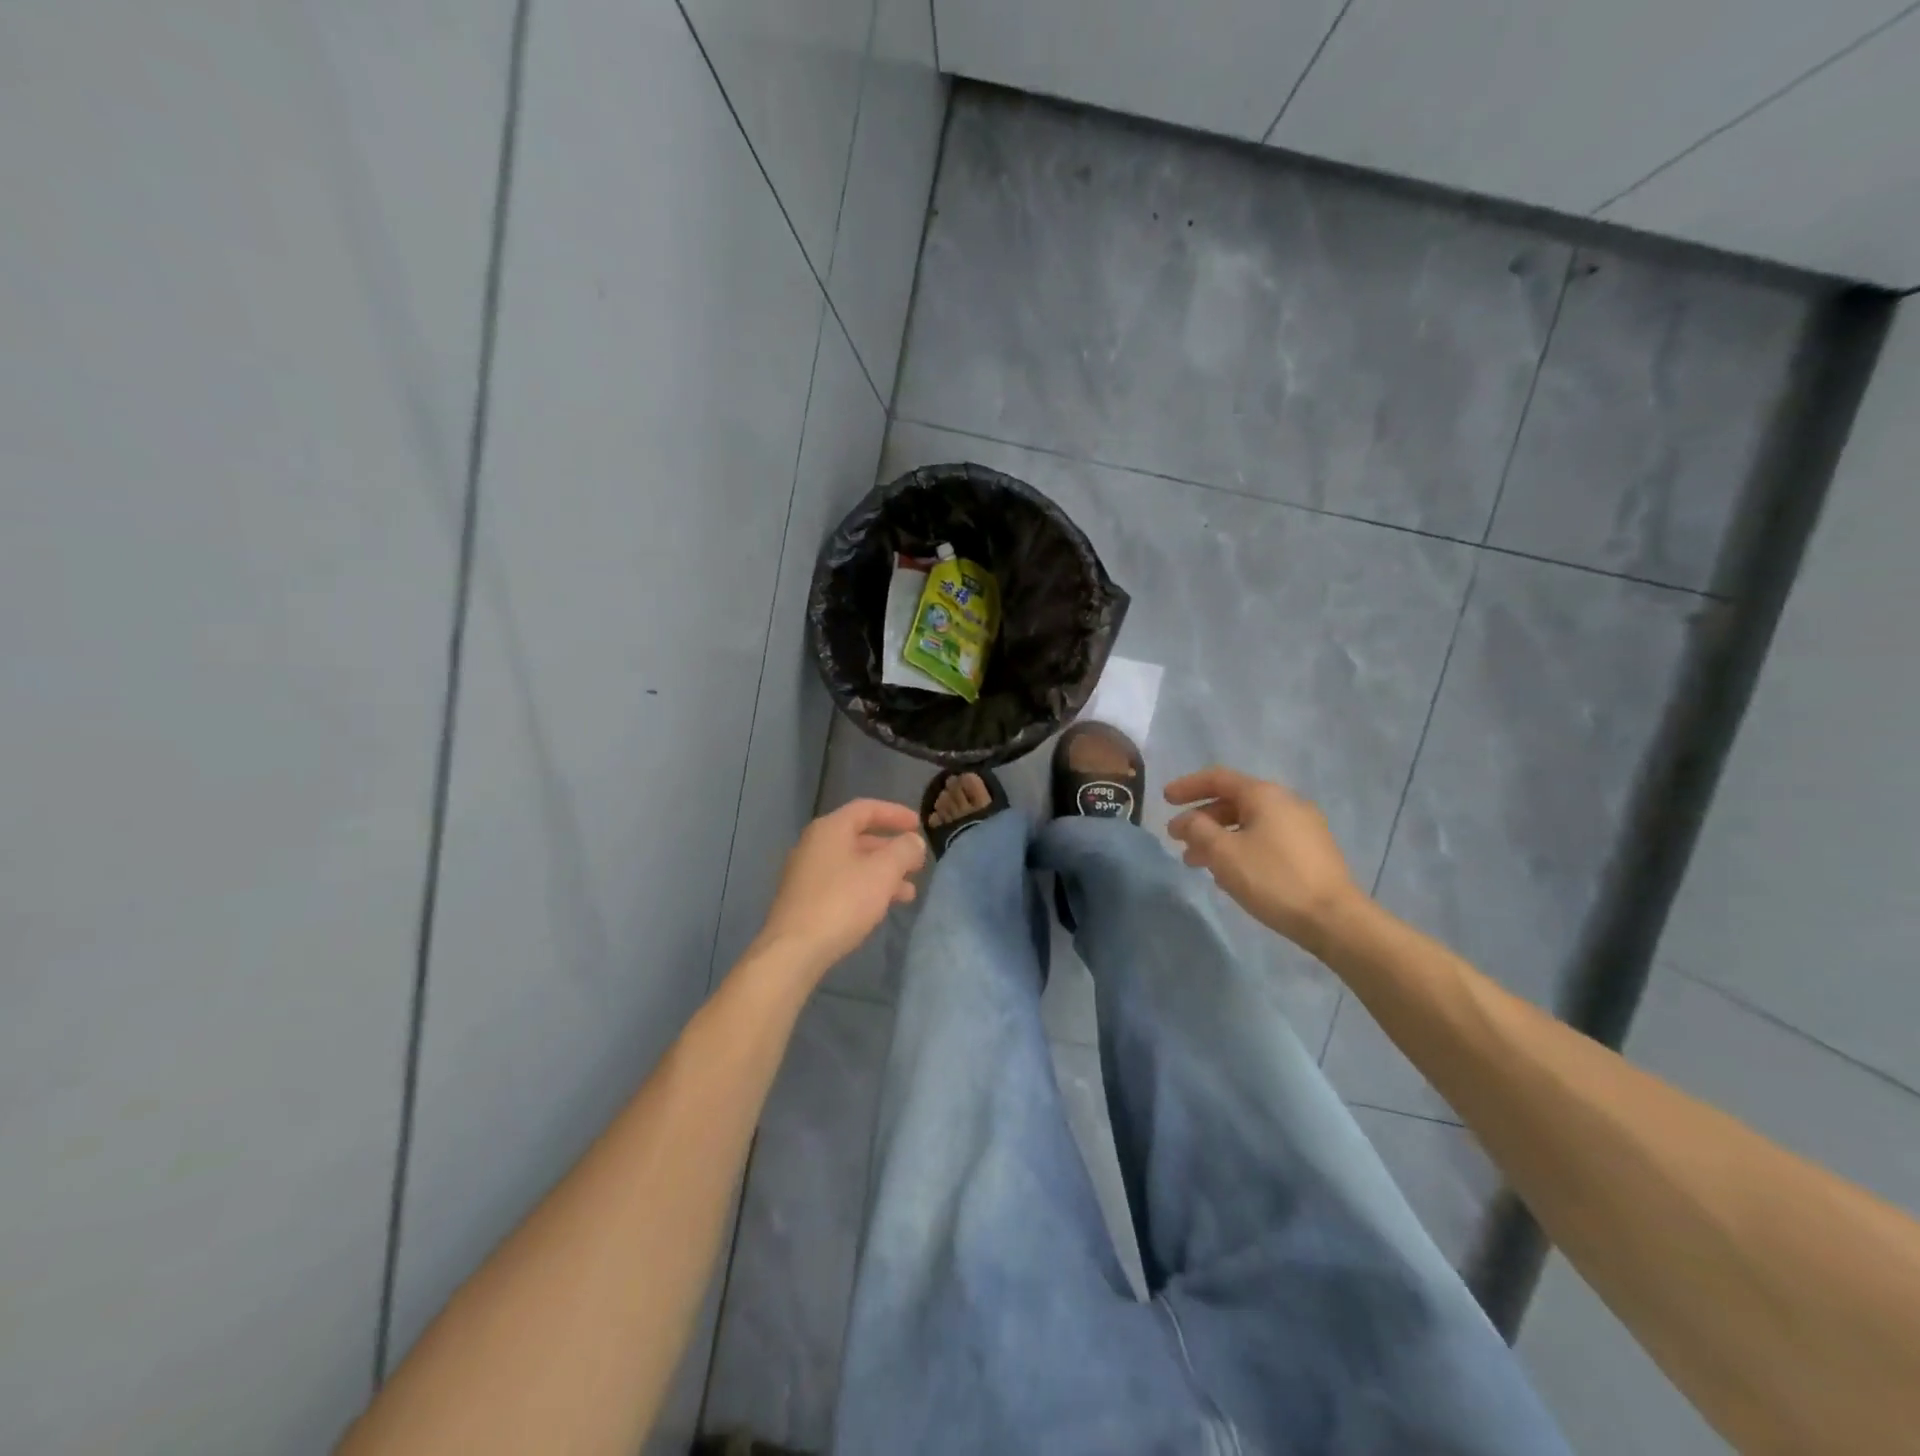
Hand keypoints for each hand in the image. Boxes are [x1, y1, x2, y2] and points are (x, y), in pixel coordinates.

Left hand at [751, 799, 926, 980]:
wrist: (794, 950)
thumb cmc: (842, 902)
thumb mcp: (883, 872)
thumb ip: (904, 850)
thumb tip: (913, 841)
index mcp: (830, 829)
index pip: (866, 808)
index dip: (895, 814)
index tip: (919, 825)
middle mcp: (814, 845)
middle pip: (859, 837)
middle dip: (892, 849)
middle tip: (917, 863)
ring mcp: (806, 873)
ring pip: (853, 864)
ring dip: (883, 873)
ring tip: (909, 893)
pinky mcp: (805, 899)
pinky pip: (842, 884)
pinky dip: (866, 888)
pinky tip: (882, 907)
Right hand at [1166, 767, 1363, 949]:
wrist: (1334, 919)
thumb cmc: (1273, 879)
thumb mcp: (1224, 853)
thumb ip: (1199, 830)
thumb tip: (1189, 820)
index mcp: (1265, 795)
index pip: (1218, 778)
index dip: (1188, 787)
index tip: (1164, 800)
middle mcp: (1286, 803)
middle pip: (1233, 801)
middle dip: (1201, 819)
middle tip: (1176, 838)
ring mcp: (1303, 827)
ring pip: (1249, 824)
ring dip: (1218, 838)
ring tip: (1196, 862)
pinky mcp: (1311, 852)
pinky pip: (1265, 839)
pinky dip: (1240, 847)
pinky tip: (1229, 872)